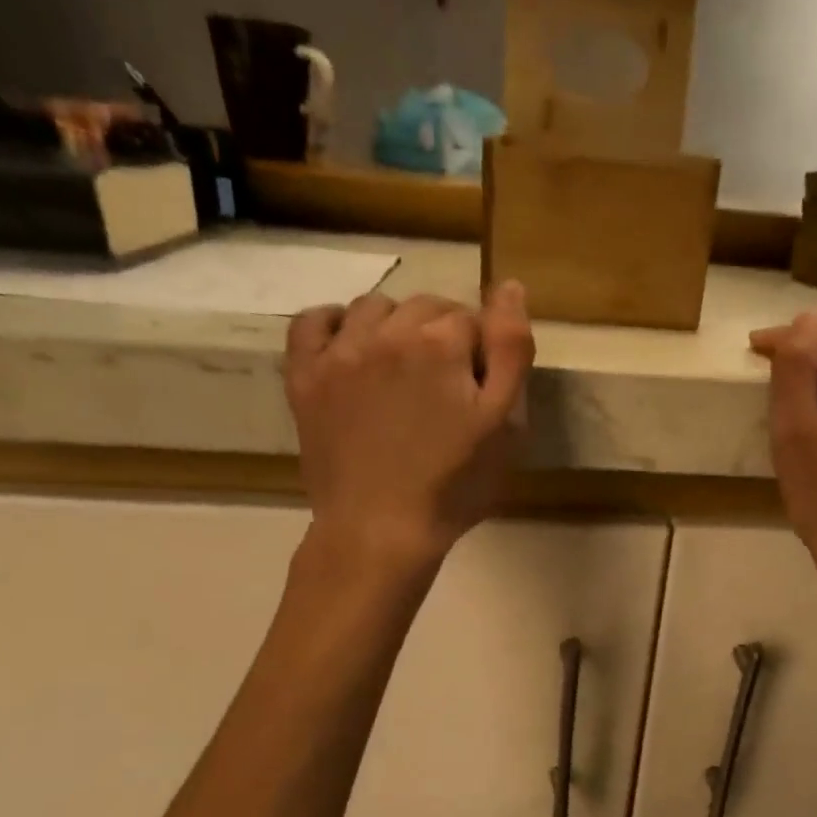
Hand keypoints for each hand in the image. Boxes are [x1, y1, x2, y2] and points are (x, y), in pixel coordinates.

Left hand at [285, 282, 534, 571]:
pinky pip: (311, 322)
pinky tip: (350, 345)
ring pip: (373, 308)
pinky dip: (333, 323)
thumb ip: (511, 350)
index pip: (471, 319)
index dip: (482, 353)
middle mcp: (385, 332)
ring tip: (404, 371)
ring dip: (395, 326)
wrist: (380, 531)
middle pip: (424, 307)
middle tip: (447, 387)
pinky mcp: (304, 378)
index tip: (480, 392)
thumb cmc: (453, 485)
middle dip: (442, 335)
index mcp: (439, 343)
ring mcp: (338, 353)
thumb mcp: (503, 424)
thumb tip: (510, 286)